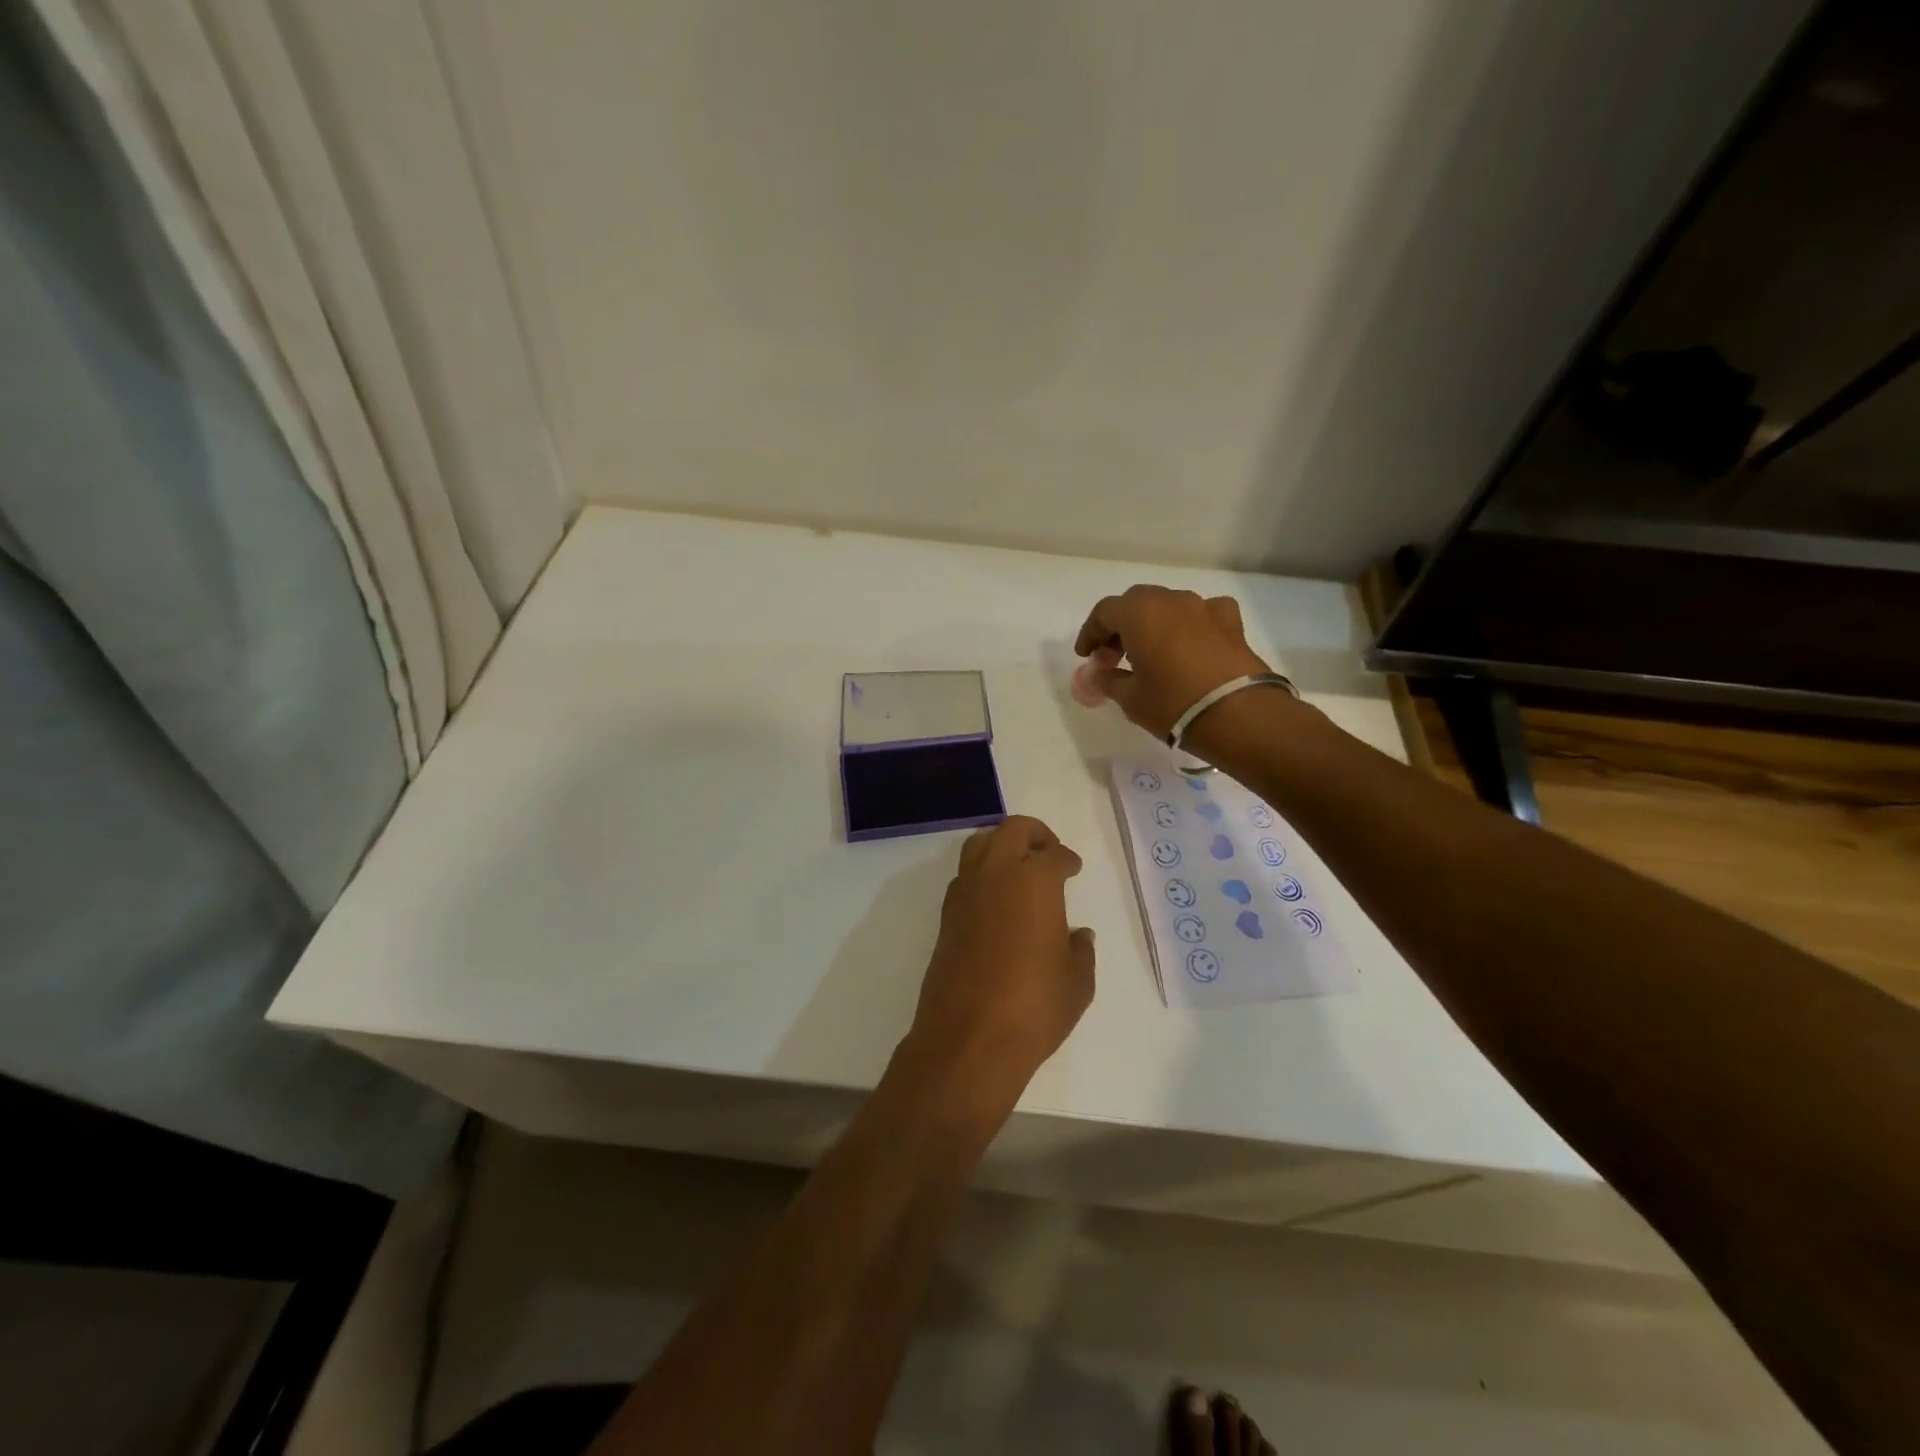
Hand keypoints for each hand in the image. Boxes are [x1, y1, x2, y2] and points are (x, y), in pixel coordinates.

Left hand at [903, 816, 1095, 1114]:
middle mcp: (996, 875)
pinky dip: (982, 874)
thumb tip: (1077, 935)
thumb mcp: (1077, 983)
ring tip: (1019, 868)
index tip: (1073, 867)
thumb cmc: (1034, 1006)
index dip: (1067, 859)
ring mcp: (965, 893)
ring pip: (980, 845)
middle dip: (1034, 834)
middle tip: (1048, 852)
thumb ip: (1080, 951)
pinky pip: (965, 876)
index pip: (1053, 855)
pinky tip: (996, 899)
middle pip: (1012, 830)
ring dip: (1001, 846)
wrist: (969, 1038)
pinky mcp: (946, 916)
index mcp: (1035, 881)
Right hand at [1073, 585, 1271, 739]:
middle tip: (1114, 656)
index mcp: (1139, 612)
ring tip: (1150, 654)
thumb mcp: (1130, 698)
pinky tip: (1191, 644)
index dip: (1090, 633)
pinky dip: (1190, 625)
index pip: (1104, 612)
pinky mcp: (1231, 622)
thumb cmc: (1173, 704)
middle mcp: (1171, 600)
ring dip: (1153, 625)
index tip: (1086, 656)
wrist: (1239, 715)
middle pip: (1136, 603)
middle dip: (1120, 627)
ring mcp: (1204, 607)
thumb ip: (1107, 679)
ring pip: (1169, 606)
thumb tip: (1098, 673)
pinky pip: (1202, 614)